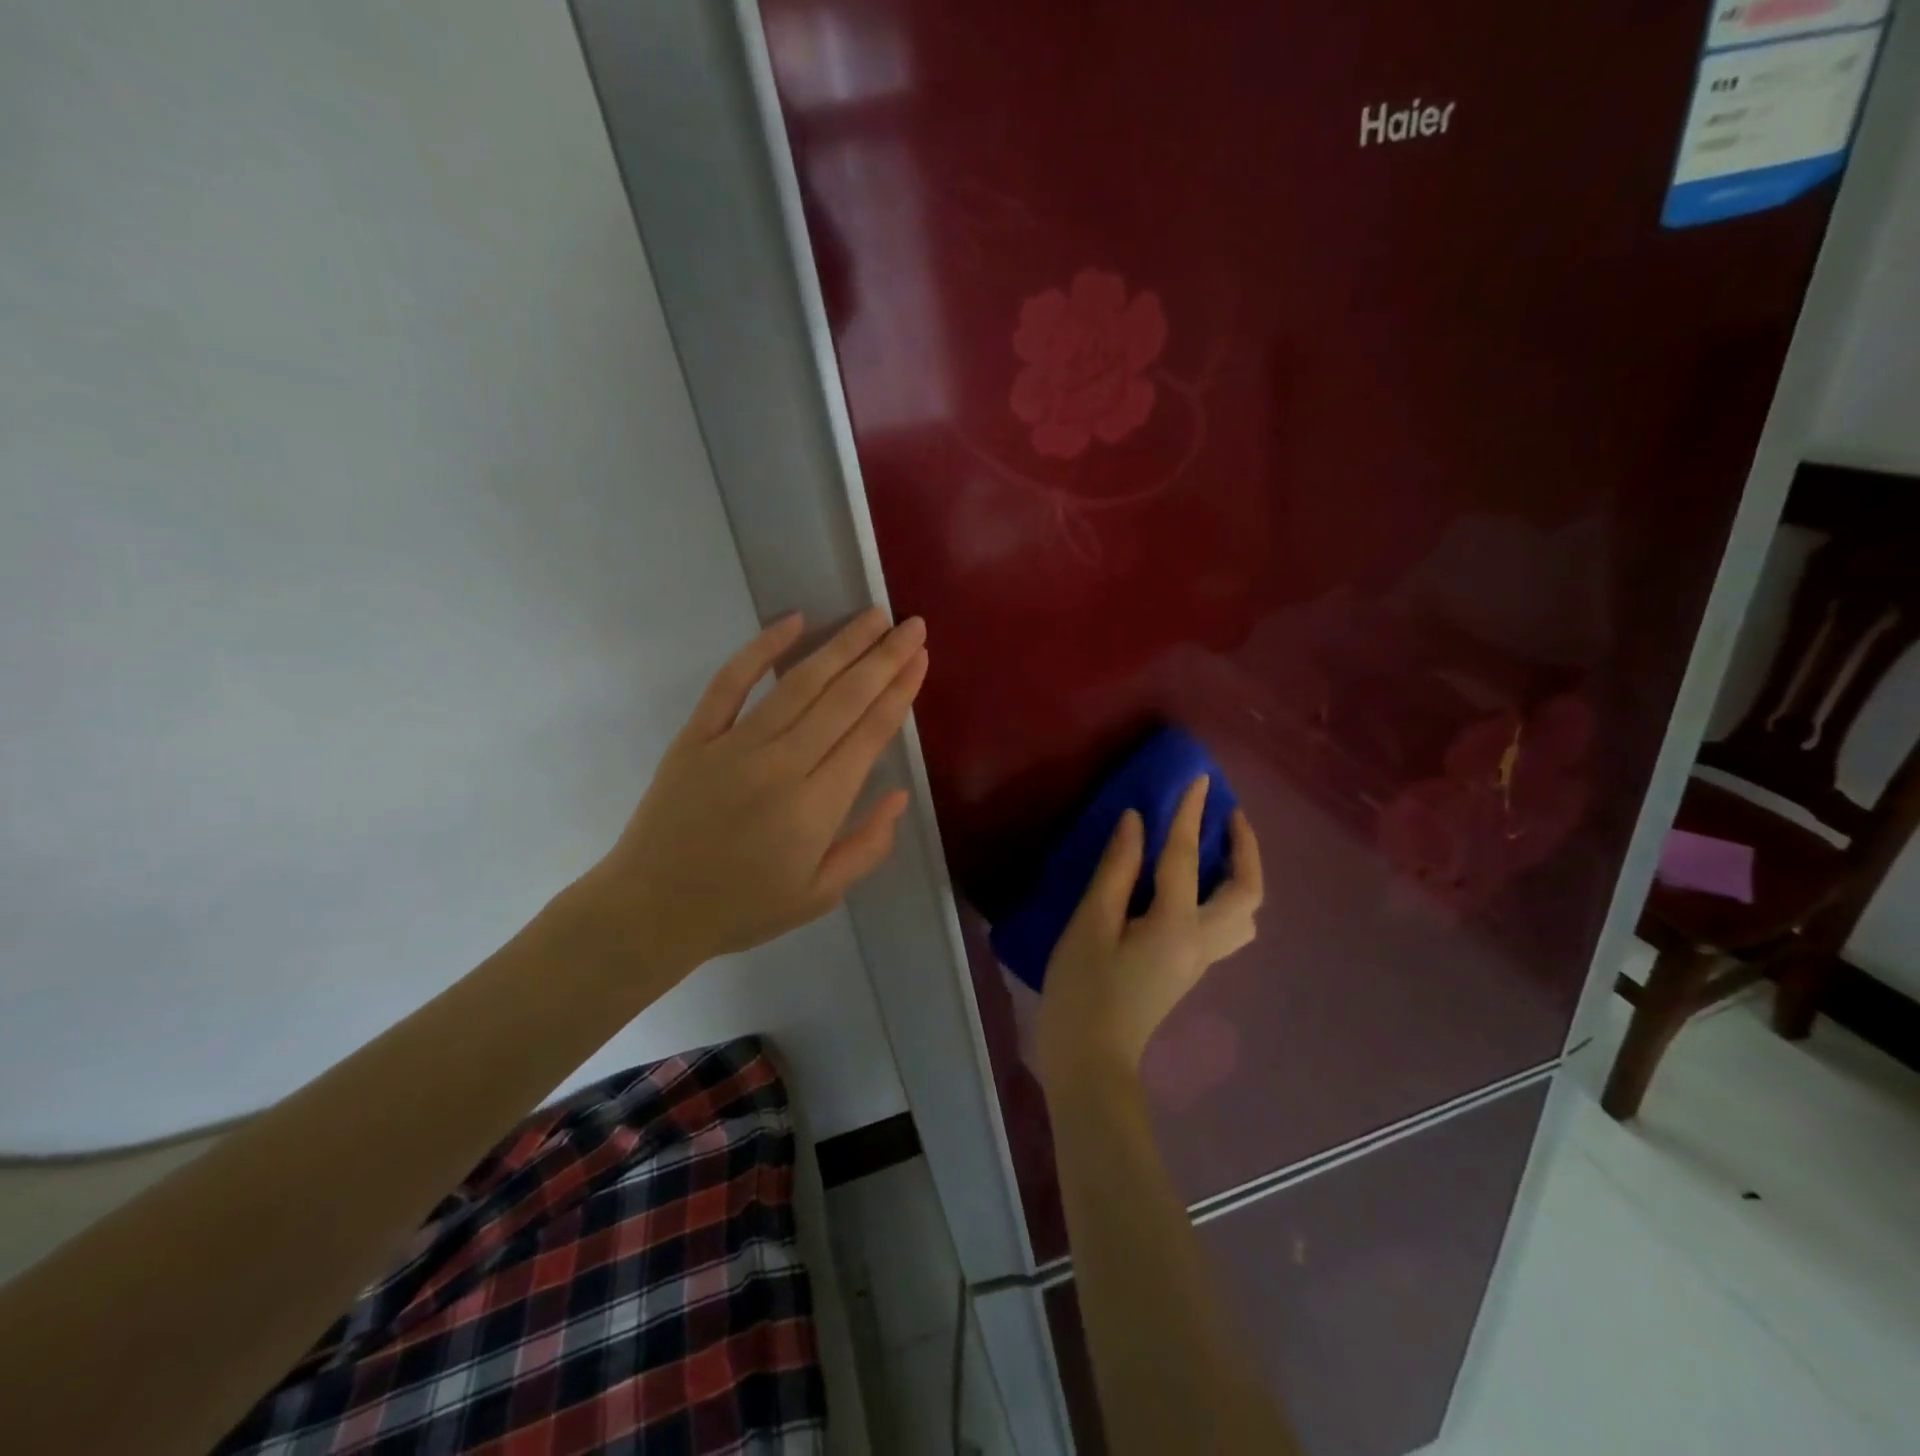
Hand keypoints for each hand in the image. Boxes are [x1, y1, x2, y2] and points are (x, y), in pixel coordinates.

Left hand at [576, 609, 928, 980]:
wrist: (652, 910)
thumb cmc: (742, 908)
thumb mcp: (819, 897)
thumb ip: (868, 847)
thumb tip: (899, 795)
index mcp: (817, 806)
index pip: (870, 733)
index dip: (900, 691)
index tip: (921, 658)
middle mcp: (782, 765)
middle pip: (843, 699)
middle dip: (883, 658)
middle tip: (911, 625)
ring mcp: (734, 746)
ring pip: (798, 683)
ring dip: (840, 645)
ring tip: (872, 617)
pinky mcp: (696, 737)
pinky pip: (730, 683)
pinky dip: (761, 648)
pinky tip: (792, 621)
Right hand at [1033, 777, 1262, 1094]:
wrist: (1090, 1059)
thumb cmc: (1082, 990)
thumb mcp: (1090, 925)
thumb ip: (1116, 871)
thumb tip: (1136, 822)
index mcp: (1175, 926)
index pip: (1185, 858)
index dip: (1190, 814)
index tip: (1199, 779)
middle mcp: (1201, 942)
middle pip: (1246, 892)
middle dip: (1245, 848)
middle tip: (1228, 815)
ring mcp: (1200, 959)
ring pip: (1245, 914)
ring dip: (1243, 875)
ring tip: (1220, 849)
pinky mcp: (1189, 968)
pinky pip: (1227, 925)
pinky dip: (1227, 896)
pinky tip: (1199, 885)